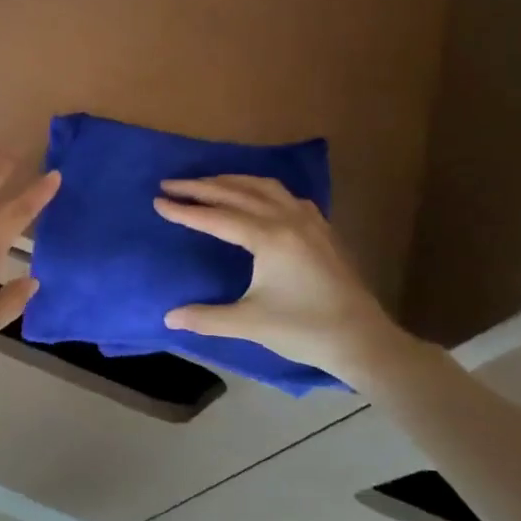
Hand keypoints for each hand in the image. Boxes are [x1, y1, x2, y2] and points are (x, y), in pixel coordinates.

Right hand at [154, 176, 413, 383]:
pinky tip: (254, 197)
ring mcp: (309, 221)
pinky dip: (260, 189)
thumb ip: (206, 317)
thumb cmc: (304, 330)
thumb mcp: (249, 323)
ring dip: (231, 181)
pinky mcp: (322, 229)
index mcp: (269, 238)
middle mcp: (288, 220)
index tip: (158, 201)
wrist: (362, 339)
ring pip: (264, 187)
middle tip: (171, 183)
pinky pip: (285, 195)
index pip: (216, 217)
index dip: (185, 210)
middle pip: (237, 192)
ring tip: (206, 183)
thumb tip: (168, 318)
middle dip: (201, 187)